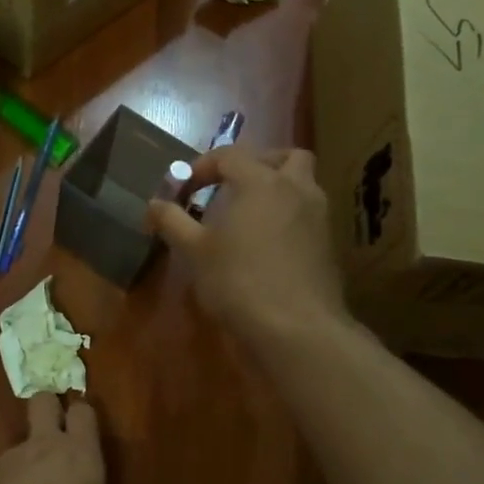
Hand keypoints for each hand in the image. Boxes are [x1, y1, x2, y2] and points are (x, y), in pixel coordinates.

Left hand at [0, 393, 105, 483]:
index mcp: (81, 456)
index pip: (83, 413)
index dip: (81, 418)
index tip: (83, 433)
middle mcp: (45, 446)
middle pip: (43, 401)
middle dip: (48, 410)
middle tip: (53, 435)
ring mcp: (8, 459)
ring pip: (17, 444)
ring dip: (23, 465)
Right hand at [147, 146, 346, 349]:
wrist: (296, 328)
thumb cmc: (238, 281)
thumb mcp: (194, 252)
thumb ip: (173, 222)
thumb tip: (154, 204)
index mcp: (260, 182)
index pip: (230, 155)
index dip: (203, 166)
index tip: (185, 188)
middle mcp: (295, 189)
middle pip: (285, 156)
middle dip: (258, 163)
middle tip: (233, 186)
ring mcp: (319, 217)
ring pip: (304, 184)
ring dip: (279, 188)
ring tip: (252, 214)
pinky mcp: (329, 245)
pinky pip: (308, 215)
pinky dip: (290, 217)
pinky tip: (269, 244)